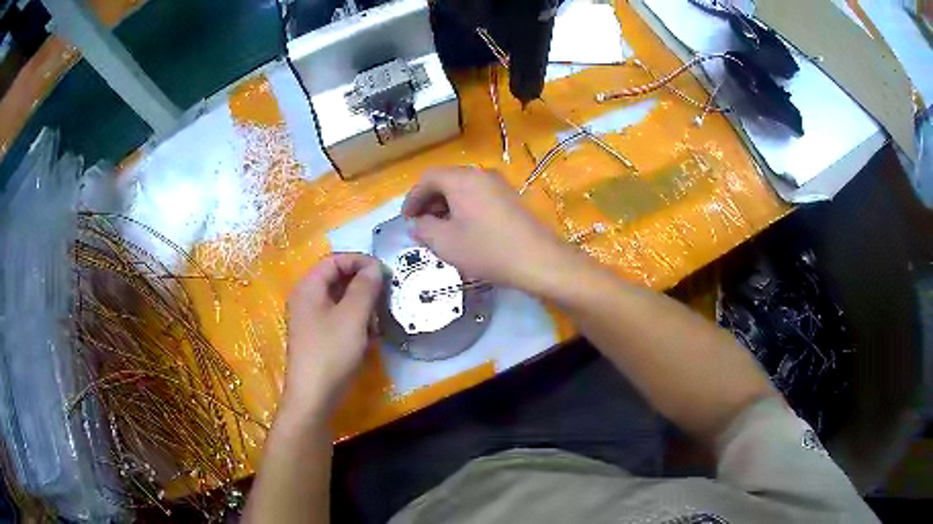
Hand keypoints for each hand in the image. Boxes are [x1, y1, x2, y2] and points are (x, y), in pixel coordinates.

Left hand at [281, 253, 382, 418]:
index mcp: (308, 288)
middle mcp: (306, 299)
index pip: (334, 260)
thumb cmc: (331, 352)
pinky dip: (355, 320)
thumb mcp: (352, 317)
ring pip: (339, 300)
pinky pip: (338, 318)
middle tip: (385, 293)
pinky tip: (369, 334)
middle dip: (362, 283)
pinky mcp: (317, 338)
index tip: (384, 272)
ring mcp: (310, 320)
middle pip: (335, 279)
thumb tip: (375, 268)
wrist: (313, 397)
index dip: (359, 261)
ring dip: (361, 303)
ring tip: (379, 317)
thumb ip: (365, 287)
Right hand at [403, 167, 580, 293]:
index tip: (406, 219)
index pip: (428, 178)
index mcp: (461, 179)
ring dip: (446, 206)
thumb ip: (423, 229)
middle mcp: (480, 174)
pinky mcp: (510, 198)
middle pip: (446, 180)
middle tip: (420, 225)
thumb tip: (417, 224)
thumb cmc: (487, 250)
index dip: (412, 198)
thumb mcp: (445, 243)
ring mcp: (499, 185)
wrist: (538, 260)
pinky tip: (464, 231)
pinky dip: (464, 208)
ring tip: (440, 231)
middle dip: (429, 202)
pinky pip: (478, 196)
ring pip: (463, 189)